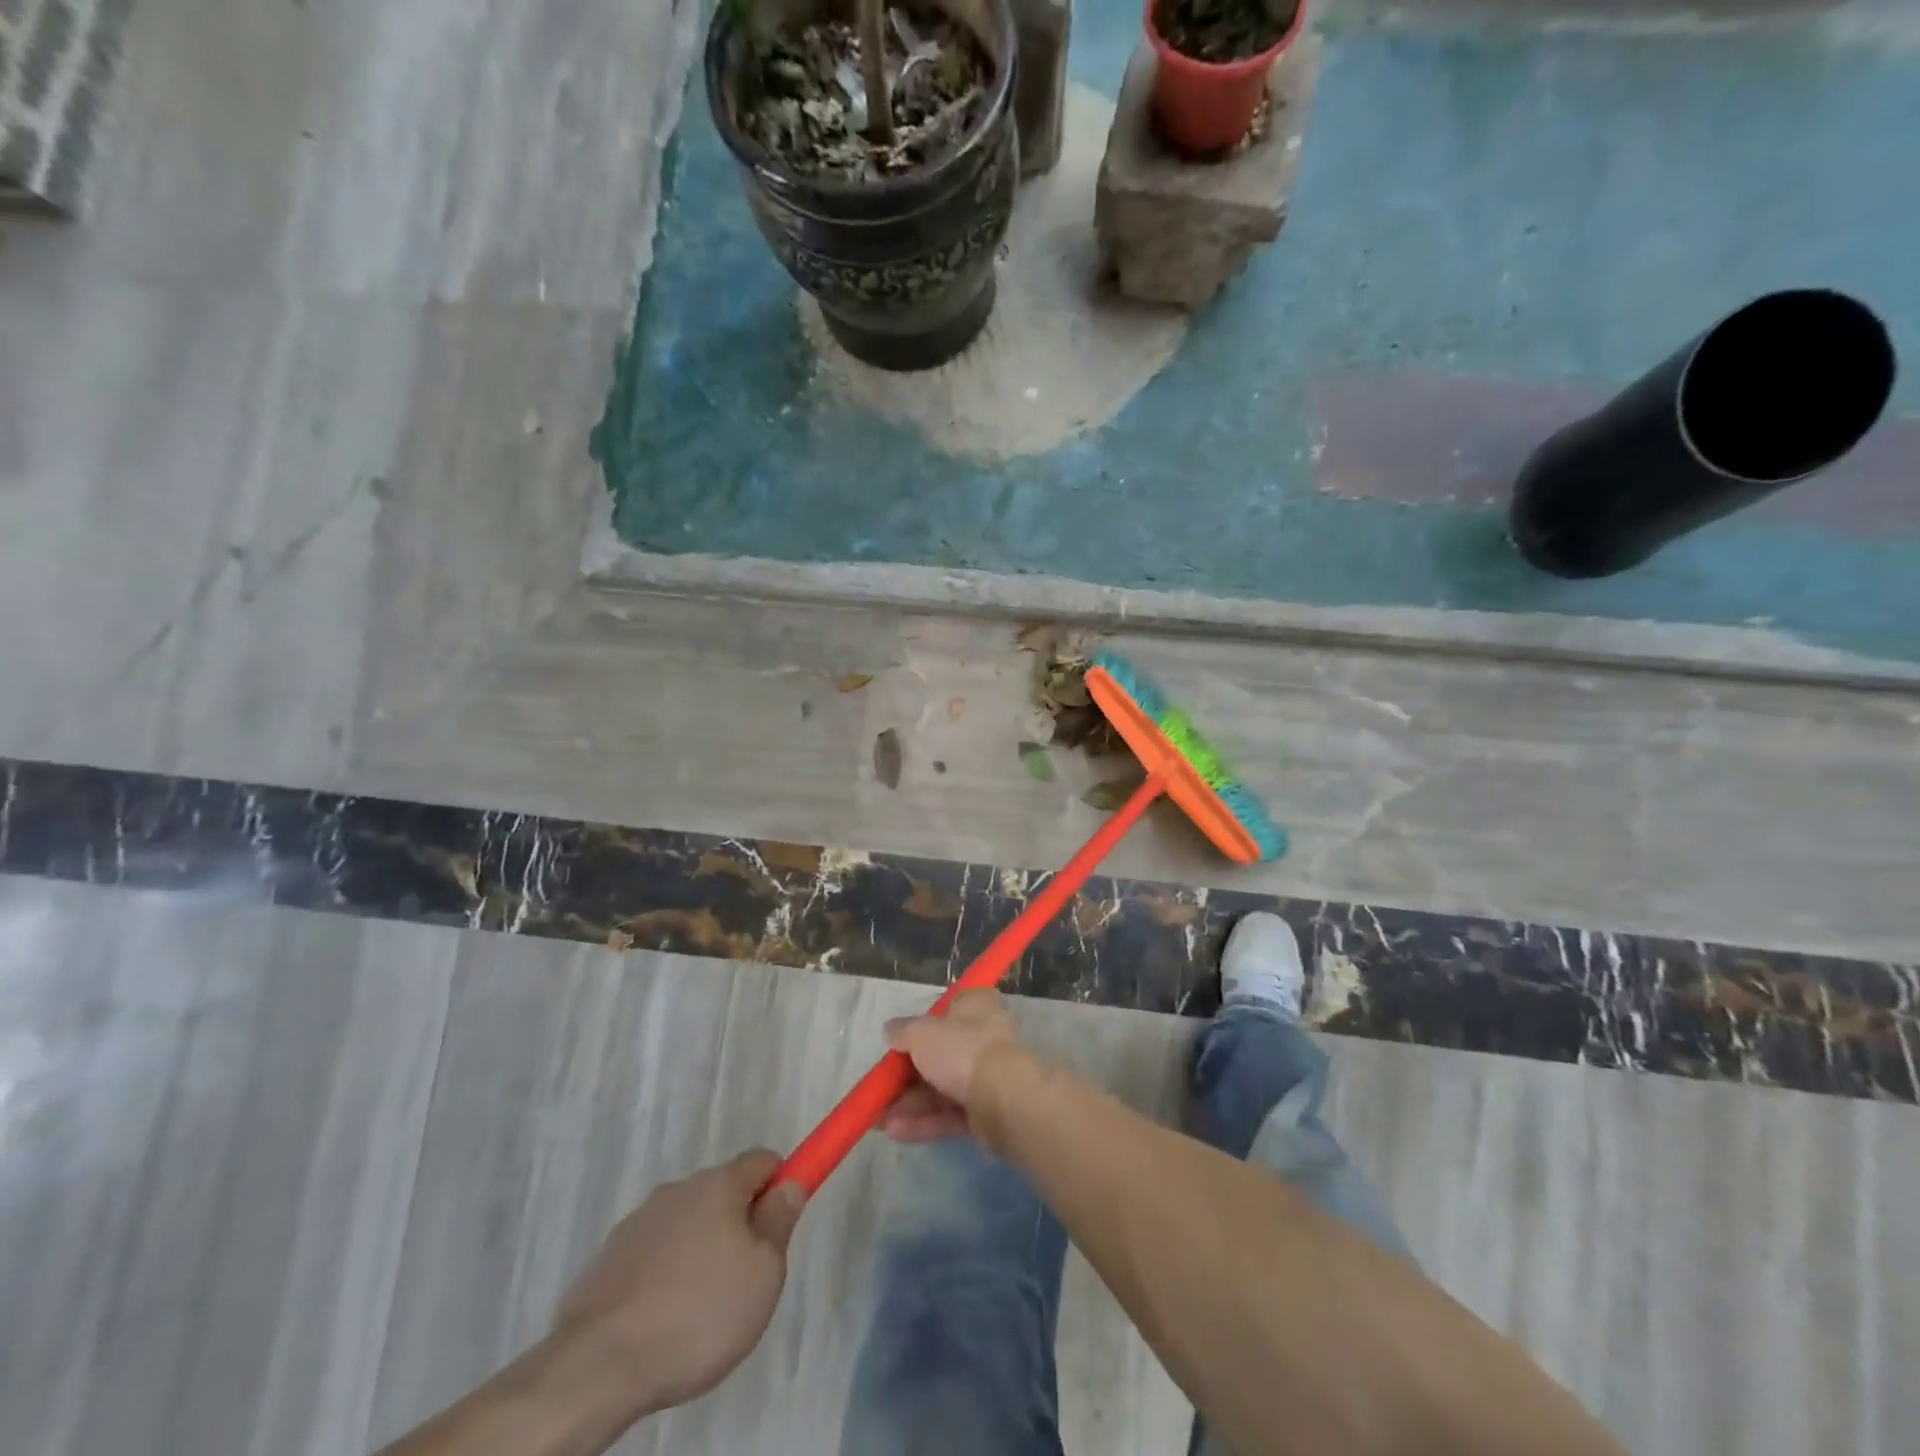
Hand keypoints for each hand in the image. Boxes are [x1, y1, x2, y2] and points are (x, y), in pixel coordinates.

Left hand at [553, 1151, 806, 1410]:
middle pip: (722, 1193)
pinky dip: (664, 1275)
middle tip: (745, 1278)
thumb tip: (789, 1186)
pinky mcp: (606, 1260)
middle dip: (738, 1224)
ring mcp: (637, 1223)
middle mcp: (677, 1189)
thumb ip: (779, 1223)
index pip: (762, 1159)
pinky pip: (652, 1255)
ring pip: (686, 1225)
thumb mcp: (764, 1274)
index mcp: (719, 1184)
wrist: (599, 1366)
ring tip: (699, 1310)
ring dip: (699, 1250)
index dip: (780, 1183)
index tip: (782, 1221)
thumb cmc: (698, 1314)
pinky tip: (662, 1321)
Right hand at [880, 988, 1025, 1142]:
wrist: (1004, 1099)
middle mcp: (983, 1037)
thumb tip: (891, 1030)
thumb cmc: (962, 1050)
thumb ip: (903, 1031)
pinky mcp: (986, 1111)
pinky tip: (895, 1131)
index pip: (946, 1010)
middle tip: (879, 1090)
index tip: (897, 1044)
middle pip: (939, 1054)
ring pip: (941, 1088)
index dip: (921, 1026)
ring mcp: (986, 1076)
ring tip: (877, 1120)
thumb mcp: (921, 1032)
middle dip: (906, 1076)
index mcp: (975, 1006)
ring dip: (909, 1103)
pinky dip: (924, 1121)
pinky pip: (950, 1114)